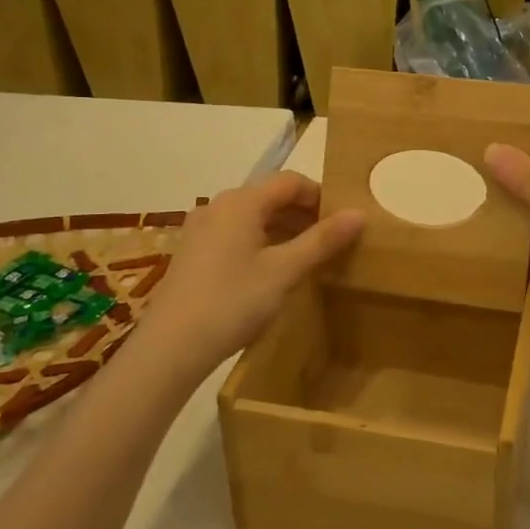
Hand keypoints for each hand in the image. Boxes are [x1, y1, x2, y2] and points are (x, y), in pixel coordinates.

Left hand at [143, 172, 363, 374]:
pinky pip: (236, 234)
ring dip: (283, 229)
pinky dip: (261, 242)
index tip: (343, 222)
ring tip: (307, 258)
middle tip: (330, 242)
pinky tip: (272, 271)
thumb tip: (359, 213)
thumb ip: (322, 240)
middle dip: (304, 214)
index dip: (321, 196)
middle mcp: (218, 205)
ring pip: (253, 216)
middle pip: (270, 196)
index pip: (290, 181)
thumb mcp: (285, 271)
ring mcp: (201, 229)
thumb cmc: (232, 302)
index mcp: (242, 202)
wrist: (169, 348)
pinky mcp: (193, 252)